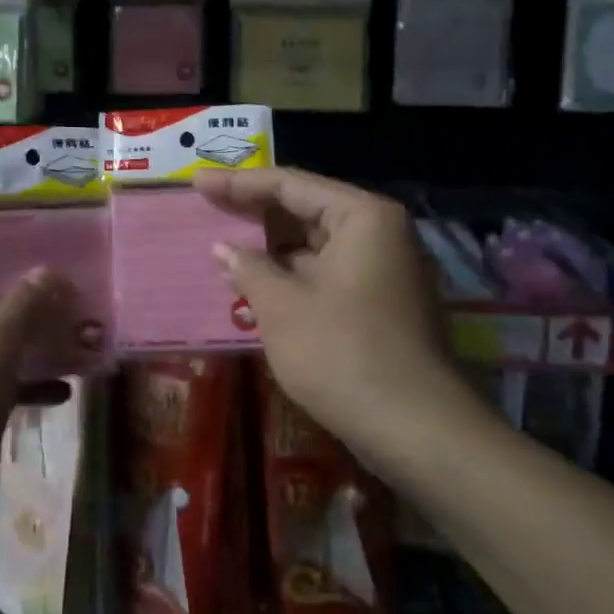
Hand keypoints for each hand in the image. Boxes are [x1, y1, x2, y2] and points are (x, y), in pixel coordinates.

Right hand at [195, 167, 475, 471]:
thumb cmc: (342, 353)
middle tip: (206, 206)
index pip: (290, 185)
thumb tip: (223, 249)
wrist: (416, 430)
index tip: (197, 182)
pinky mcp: (381, 303)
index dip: (238, 183)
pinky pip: (326, 272)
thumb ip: (248, 267)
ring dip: (270, 247)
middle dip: (254, 212)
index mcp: (362, 217)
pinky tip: (254, 282)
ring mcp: (384, 270)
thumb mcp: (281, 306)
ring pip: (315, 243)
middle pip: (305, 209)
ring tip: (222, 243)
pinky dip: (290, 273)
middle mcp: (380, 233)